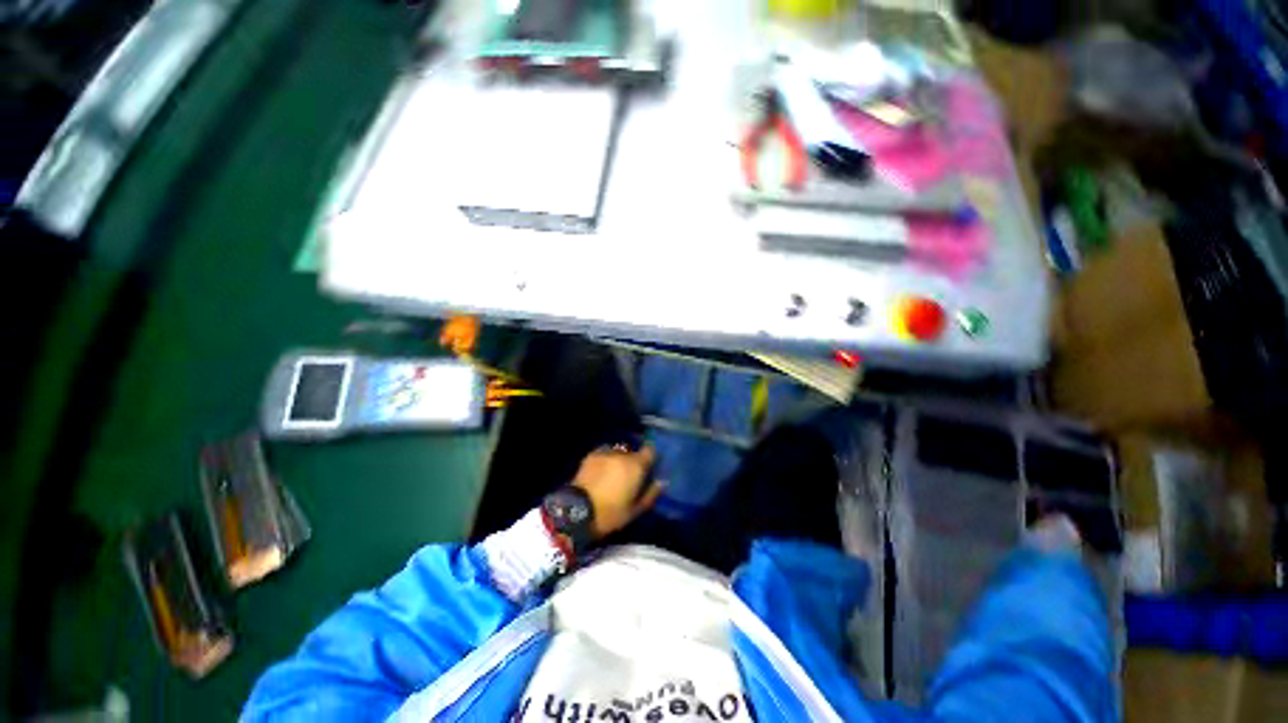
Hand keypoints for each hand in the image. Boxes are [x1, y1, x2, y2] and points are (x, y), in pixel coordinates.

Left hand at [572, 446, 663, 538]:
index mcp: (636, 465)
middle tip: (631, 477)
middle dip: (634, 462)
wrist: (577, 511)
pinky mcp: (591, 455)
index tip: (649, 468)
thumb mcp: (635, 510)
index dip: (651, 458)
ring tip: (615, 474)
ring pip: (619, 452)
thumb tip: (661, 482)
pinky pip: (605, 453)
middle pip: (633, 453)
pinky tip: (603, 472)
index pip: (650, 451)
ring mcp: (605, 452)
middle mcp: (622, 454)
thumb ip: (651, 494)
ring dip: (620, 460)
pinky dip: (607, 460)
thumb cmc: (610, 513)